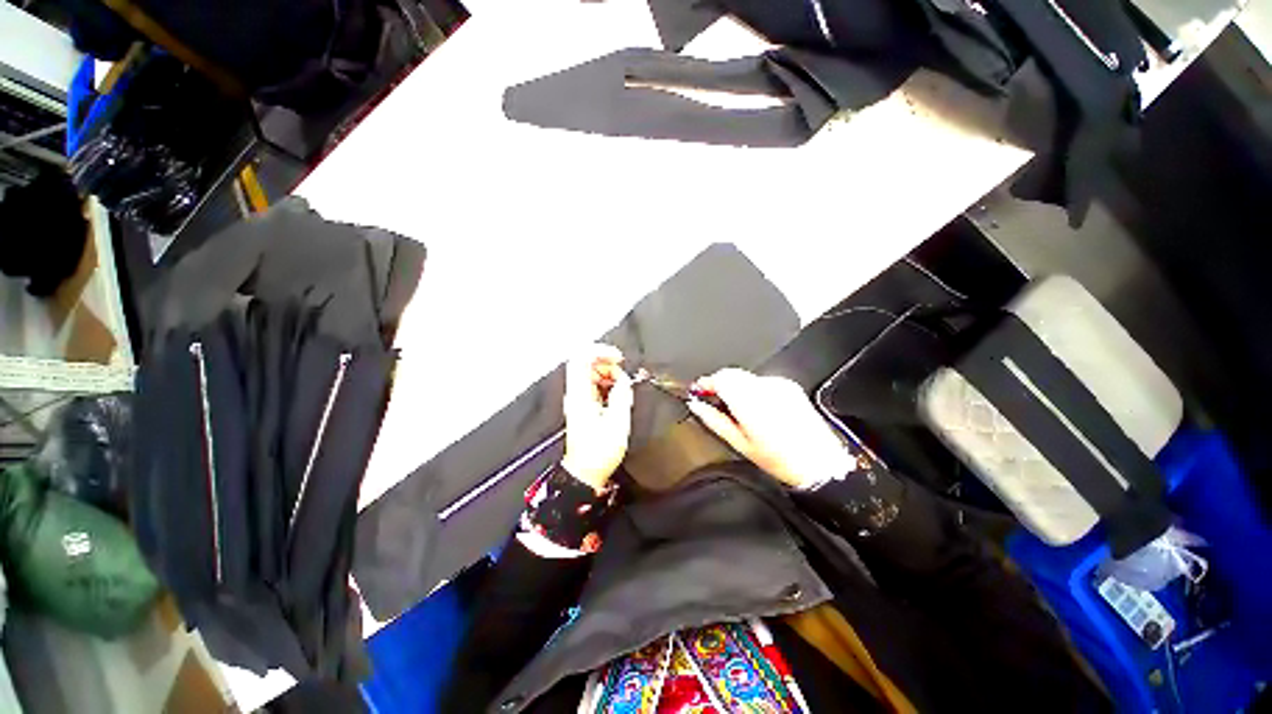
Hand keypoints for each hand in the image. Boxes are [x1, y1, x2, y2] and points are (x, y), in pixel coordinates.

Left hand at [561, 344, 633, 490]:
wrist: (586, 473)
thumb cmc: (599, 452)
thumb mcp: (617, 422)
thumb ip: (622, 395)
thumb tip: (624, 380)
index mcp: (580, 395)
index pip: (581, 359)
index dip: (599, 351)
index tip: (618, 357)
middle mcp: (576, 394)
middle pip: (587, 364)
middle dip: (608, 365)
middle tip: (624, 376)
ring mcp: (579, 400)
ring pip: (592, 375)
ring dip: (610, 376)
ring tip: (623, 388)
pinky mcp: (584, 406)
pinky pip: (595, 386)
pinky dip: (608, 385)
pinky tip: (618, 396)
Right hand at [688, 368, 853, 488]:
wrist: (819, 463)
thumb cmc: (780, 459)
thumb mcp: (740, 443)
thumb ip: (714, 420)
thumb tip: (697, 406)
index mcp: (750, 402)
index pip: (721, 378)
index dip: (706, 382)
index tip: (699, 390)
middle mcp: (765, 388)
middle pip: (732, 373)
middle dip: (719, 383)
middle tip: (712, 399)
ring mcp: (779, 385)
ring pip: (745, 376)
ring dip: (735, 385)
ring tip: (736, 407)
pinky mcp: (789, 386)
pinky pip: (761, 380)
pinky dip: (752, 388)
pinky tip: (756, 407)